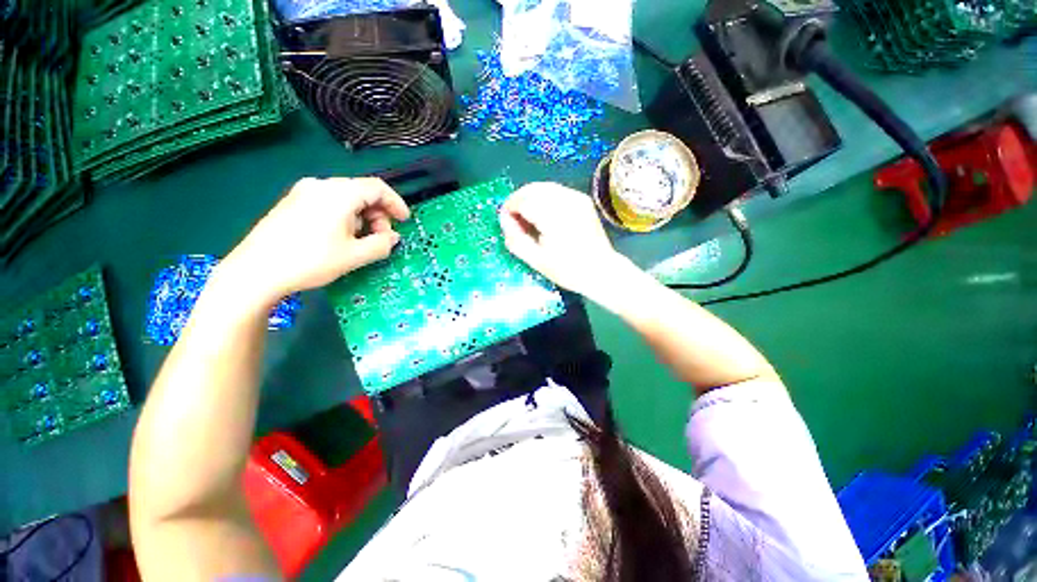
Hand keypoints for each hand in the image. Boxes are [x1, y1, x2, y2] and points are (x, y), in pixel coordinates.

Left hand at [220, 177, 409, 305]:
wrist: (255, 271)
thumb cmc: (310, 261)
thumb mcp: (355, 256)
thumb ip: (382, 244)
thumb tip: (392, 237)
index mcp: (339, 193)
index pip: (378, 188)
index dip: (396, 203)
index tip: (405, 221)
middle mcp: (321, 185)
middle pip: (361, 192)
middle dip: (379, 214)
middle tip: (382, 237)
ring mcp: (303, 192)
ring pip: (345, 198)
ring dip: (362, 216)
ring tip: (361, 240)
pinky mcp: (292, 203)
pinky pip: (329, 202)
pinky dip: (344, 216)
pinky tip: (340, 236)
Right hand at [499, 182, 622, 296]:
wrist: (601, 270)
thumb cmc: (568, 270)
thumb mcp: (536, 260)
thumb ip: (516, 238)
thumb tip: (504, 220)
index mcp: (554, 216)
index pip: (523, 201)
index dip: (510, 209)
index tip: (506, 222)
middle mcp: (566, 201)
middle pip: (532, 189)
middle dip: (518, 201)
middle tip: (515, 220)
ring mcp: (576, 198)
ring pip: (543, 187)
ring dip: (530, 198)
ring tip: (528, 218)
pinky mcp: (582, 199)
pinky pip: (556, 191)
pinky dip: (544, 198)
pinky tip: (544, 215)